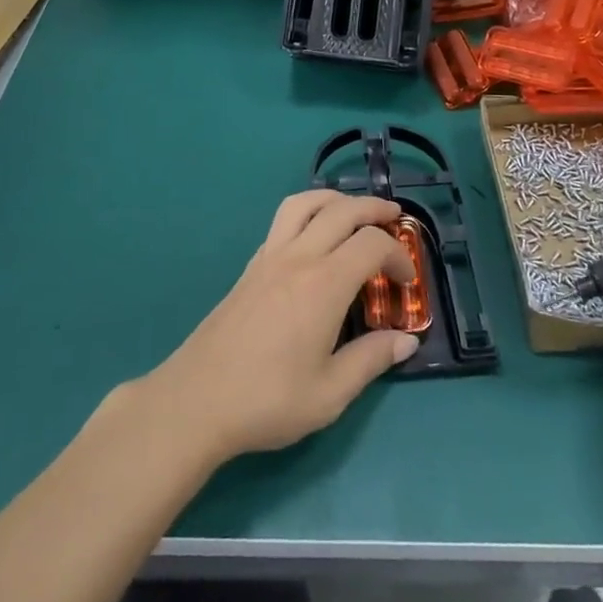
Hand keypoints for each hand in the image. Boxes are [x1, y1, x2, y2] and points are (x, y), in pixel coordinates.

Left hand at [141, 191, 419, 466]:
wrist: (196, 401)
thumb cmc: (267, 400)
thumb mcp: (330, 394)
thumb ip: (371, 360)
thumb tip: (406, 340)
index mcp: (324, 284)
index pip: (372, 244)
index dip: (398, 255)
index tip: (407, 282)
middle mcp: (298, 257)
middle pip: (342, 210)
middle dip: (374, 208)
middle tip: (394, 218)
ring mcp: (269, 257)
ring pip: (304, 203)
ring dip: (335, 200)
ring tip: (353, 213)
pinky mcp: (249, 267)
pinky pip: (282, 221)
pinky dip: (307, 215)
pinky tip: (313, 241)